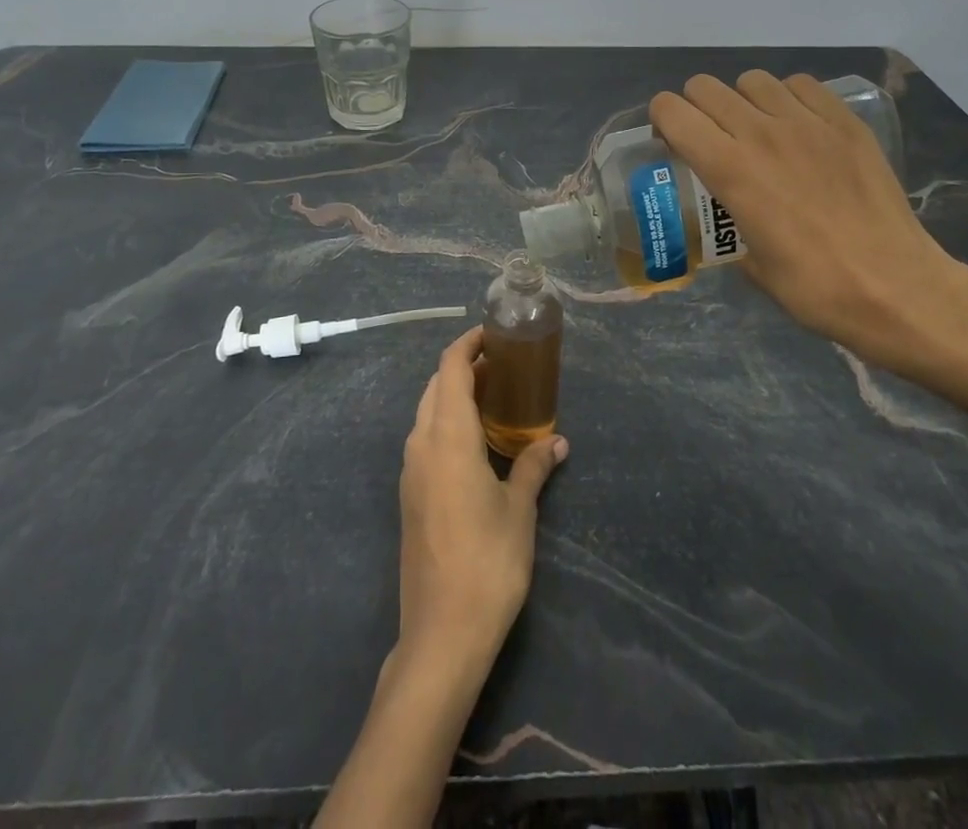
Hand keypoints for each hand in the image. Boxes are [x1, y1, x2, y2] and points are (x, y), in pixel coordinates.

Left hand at [397, 329, 567, 675]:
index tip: (493, 334)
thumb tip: (557, 442)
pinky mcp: (410, 496)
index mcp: (447, 437)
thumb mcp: (519, 510)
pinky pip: (425, 440)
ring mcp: (410, 472)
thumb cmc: (487, 562)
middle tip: (502, 367)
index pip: (450, 369)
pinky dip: (447, 423)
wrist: (441, 633)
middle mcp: (421, 445)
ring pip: (427, 413)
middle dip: (463, 368)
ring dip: (453, 396)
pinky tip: (476, 443)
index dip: (468, 344)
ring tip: (493, 400)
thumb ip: (533, 467)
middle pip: (435, 387)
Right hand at [649, 71, 967, 374]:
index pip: (673, 112)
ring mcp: (808, 123)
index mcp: (730, 170)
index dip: (661, 120)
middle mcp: (762, 133)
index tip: (669, 141)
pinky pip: (802, 85)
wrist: (896, 288)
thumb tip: (725, 215)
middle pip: (705, 88)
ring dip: (741, 100)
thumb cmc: (814, 288)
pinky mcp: (845, 123)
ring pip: (752, 80)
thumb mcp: (750, 265)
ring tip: (755, 129)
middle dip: (695, 108)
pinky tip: (796, 126)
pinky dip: (787, 97)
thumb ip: (727, 226)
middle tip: (708, 137)